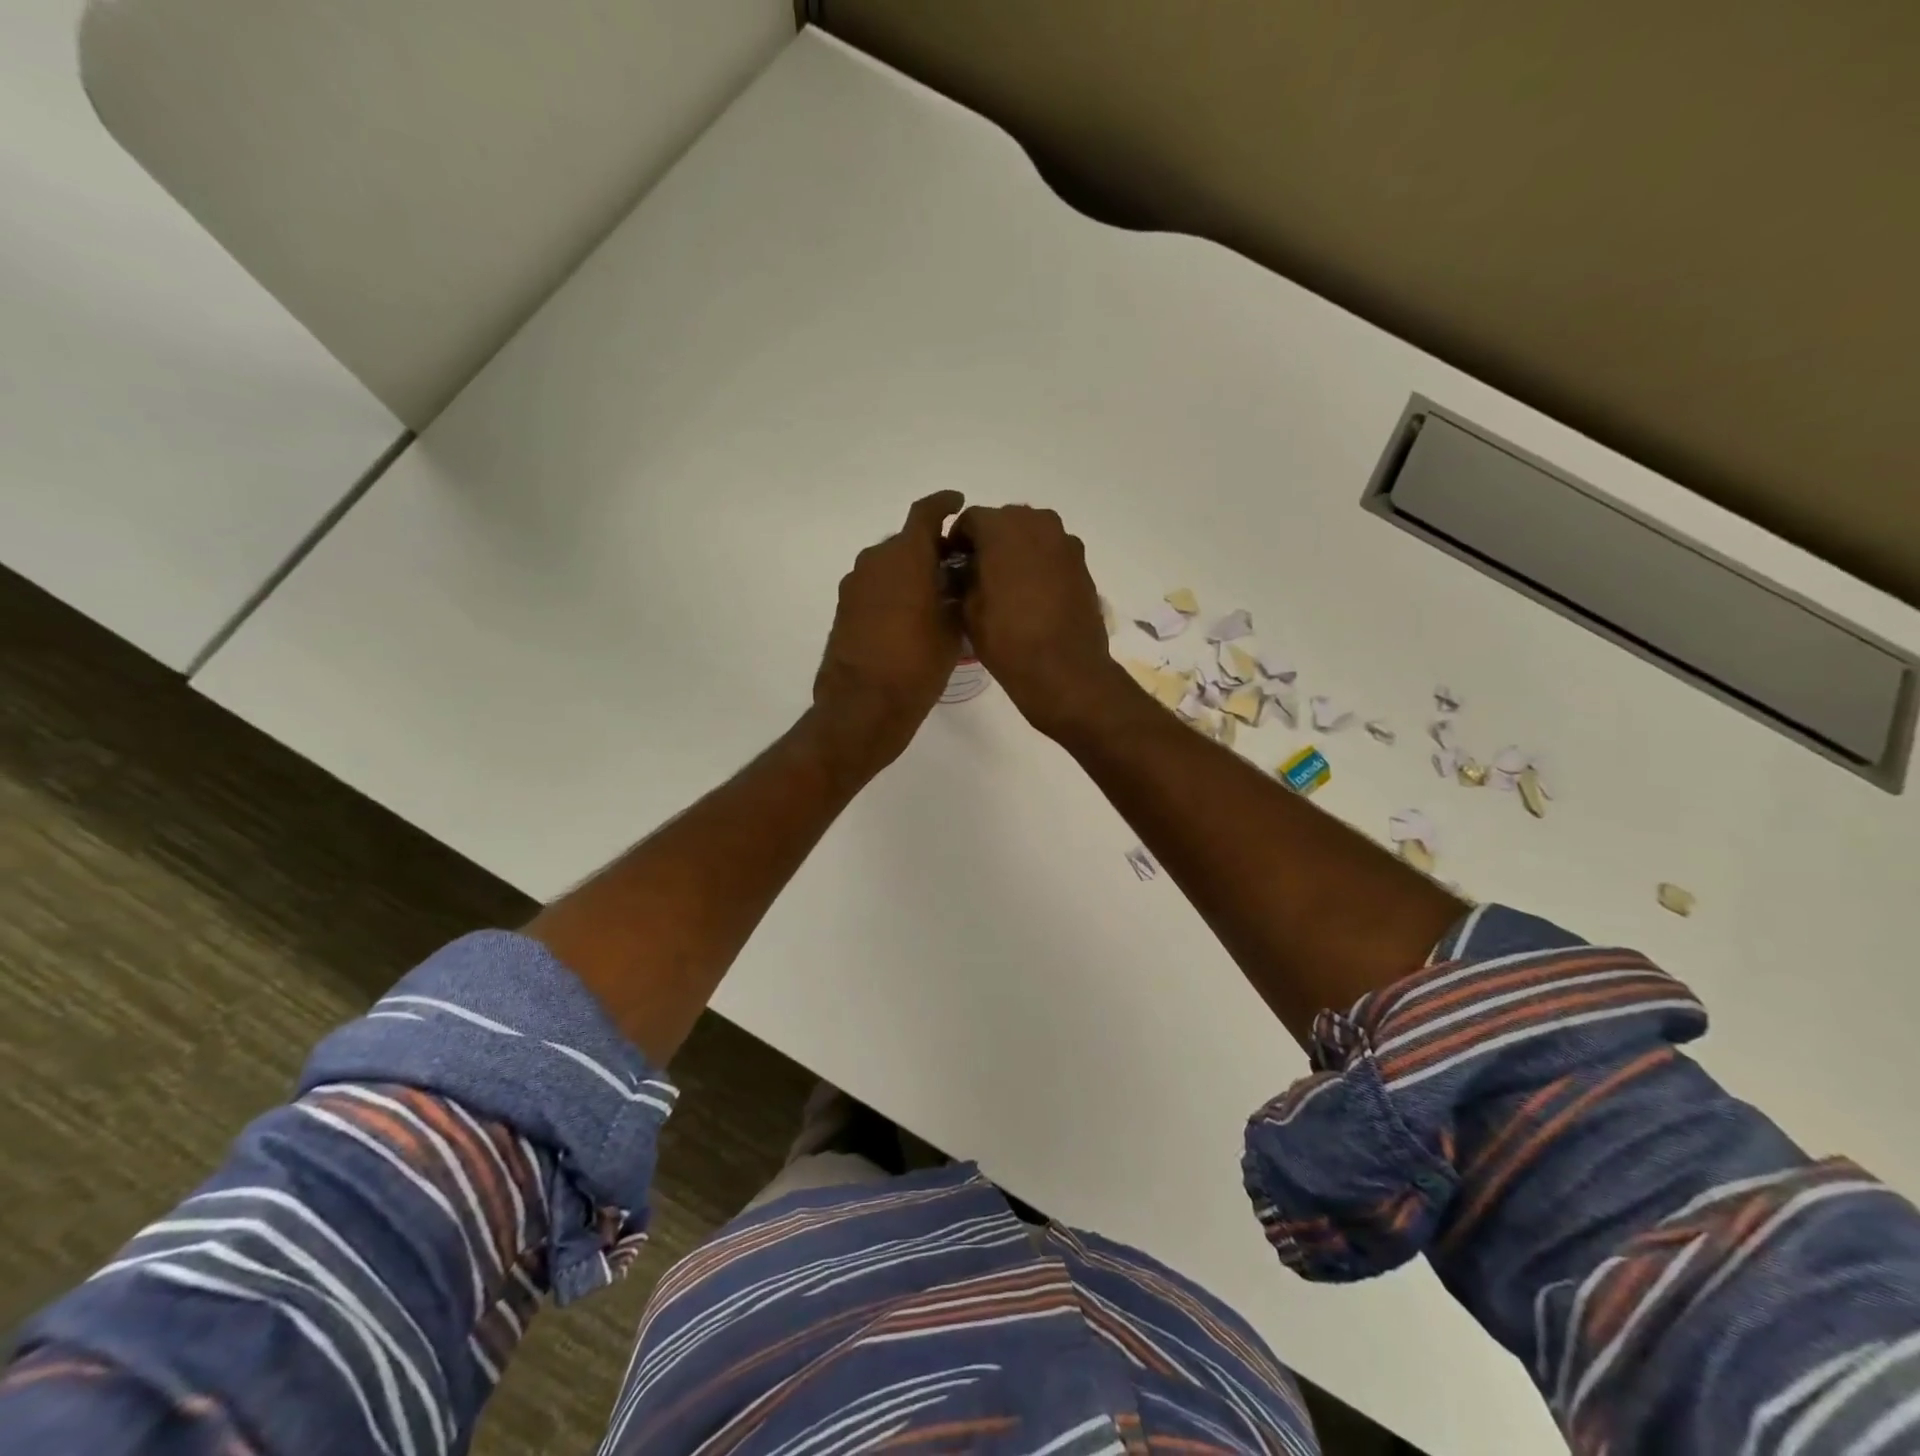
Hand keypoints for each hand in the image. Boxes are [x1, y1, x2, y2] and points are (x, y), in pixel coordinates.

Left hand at [812, 491, 965, 776]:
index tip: (957, 504)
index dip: (944, 504)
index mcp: (905, 556)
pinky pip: (875, 587)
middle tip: (957, 568)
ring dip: (911, 572)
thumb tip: (956, 581)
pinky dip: (894, 591)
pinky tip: (912, 616)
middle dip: (932, 548)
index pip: (925, 513)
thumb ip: (956, 595)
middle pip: (907, 541)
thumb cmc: (917, 665)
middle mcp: (874, 561)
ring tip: (937, 596)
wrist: (863, 707)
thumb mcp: (952, 629)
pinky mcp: (844, 609)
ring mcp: (854, 585)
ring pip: (889, 565)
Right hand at [954, 504, 1126, 739]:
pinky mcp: (1082, 565)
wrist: (1064, 670)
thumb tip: (964, 570)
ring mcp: (1065, 543)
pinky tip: (1032, 597)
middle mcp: (1037, 523)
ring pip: (1031, 536)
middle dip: (989, 543)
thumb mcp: (968, 609)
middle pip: (1004, 522)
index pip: (970, 520)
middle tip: (978, 576)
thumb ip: (962, 578)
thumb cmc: (1007, 639)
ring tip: (1006, 588)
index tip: (952, 566)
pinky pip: (1052, 555)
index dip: (957, 542)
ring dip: (1016, 553)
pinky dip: (1039, 566)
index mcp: (1002, 527)